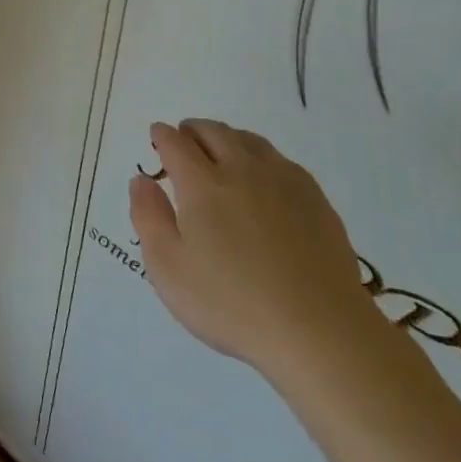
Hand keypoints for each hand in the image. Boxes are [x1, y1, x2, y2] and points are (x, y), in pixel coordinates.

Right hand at [129, 119, 381, 378]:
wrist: (320, 331)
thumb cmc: (231, 304)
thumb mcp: (168, 268)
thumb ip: (148, 217)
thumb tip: (141, 180)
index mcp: (202, 184)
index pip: (176, 143)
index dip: (162, 135)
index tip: (157, 135)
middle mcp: (242, 170)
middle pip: (214, 132)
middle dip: (193, 130)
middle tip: (184, 139)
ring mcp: (284, 182)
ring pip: (250, 140)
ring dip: (227, 137)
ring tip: (219, 150)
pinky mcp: (316, 199)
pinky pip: (281, 160)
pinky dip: (260, 155)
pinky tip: (262, 176)